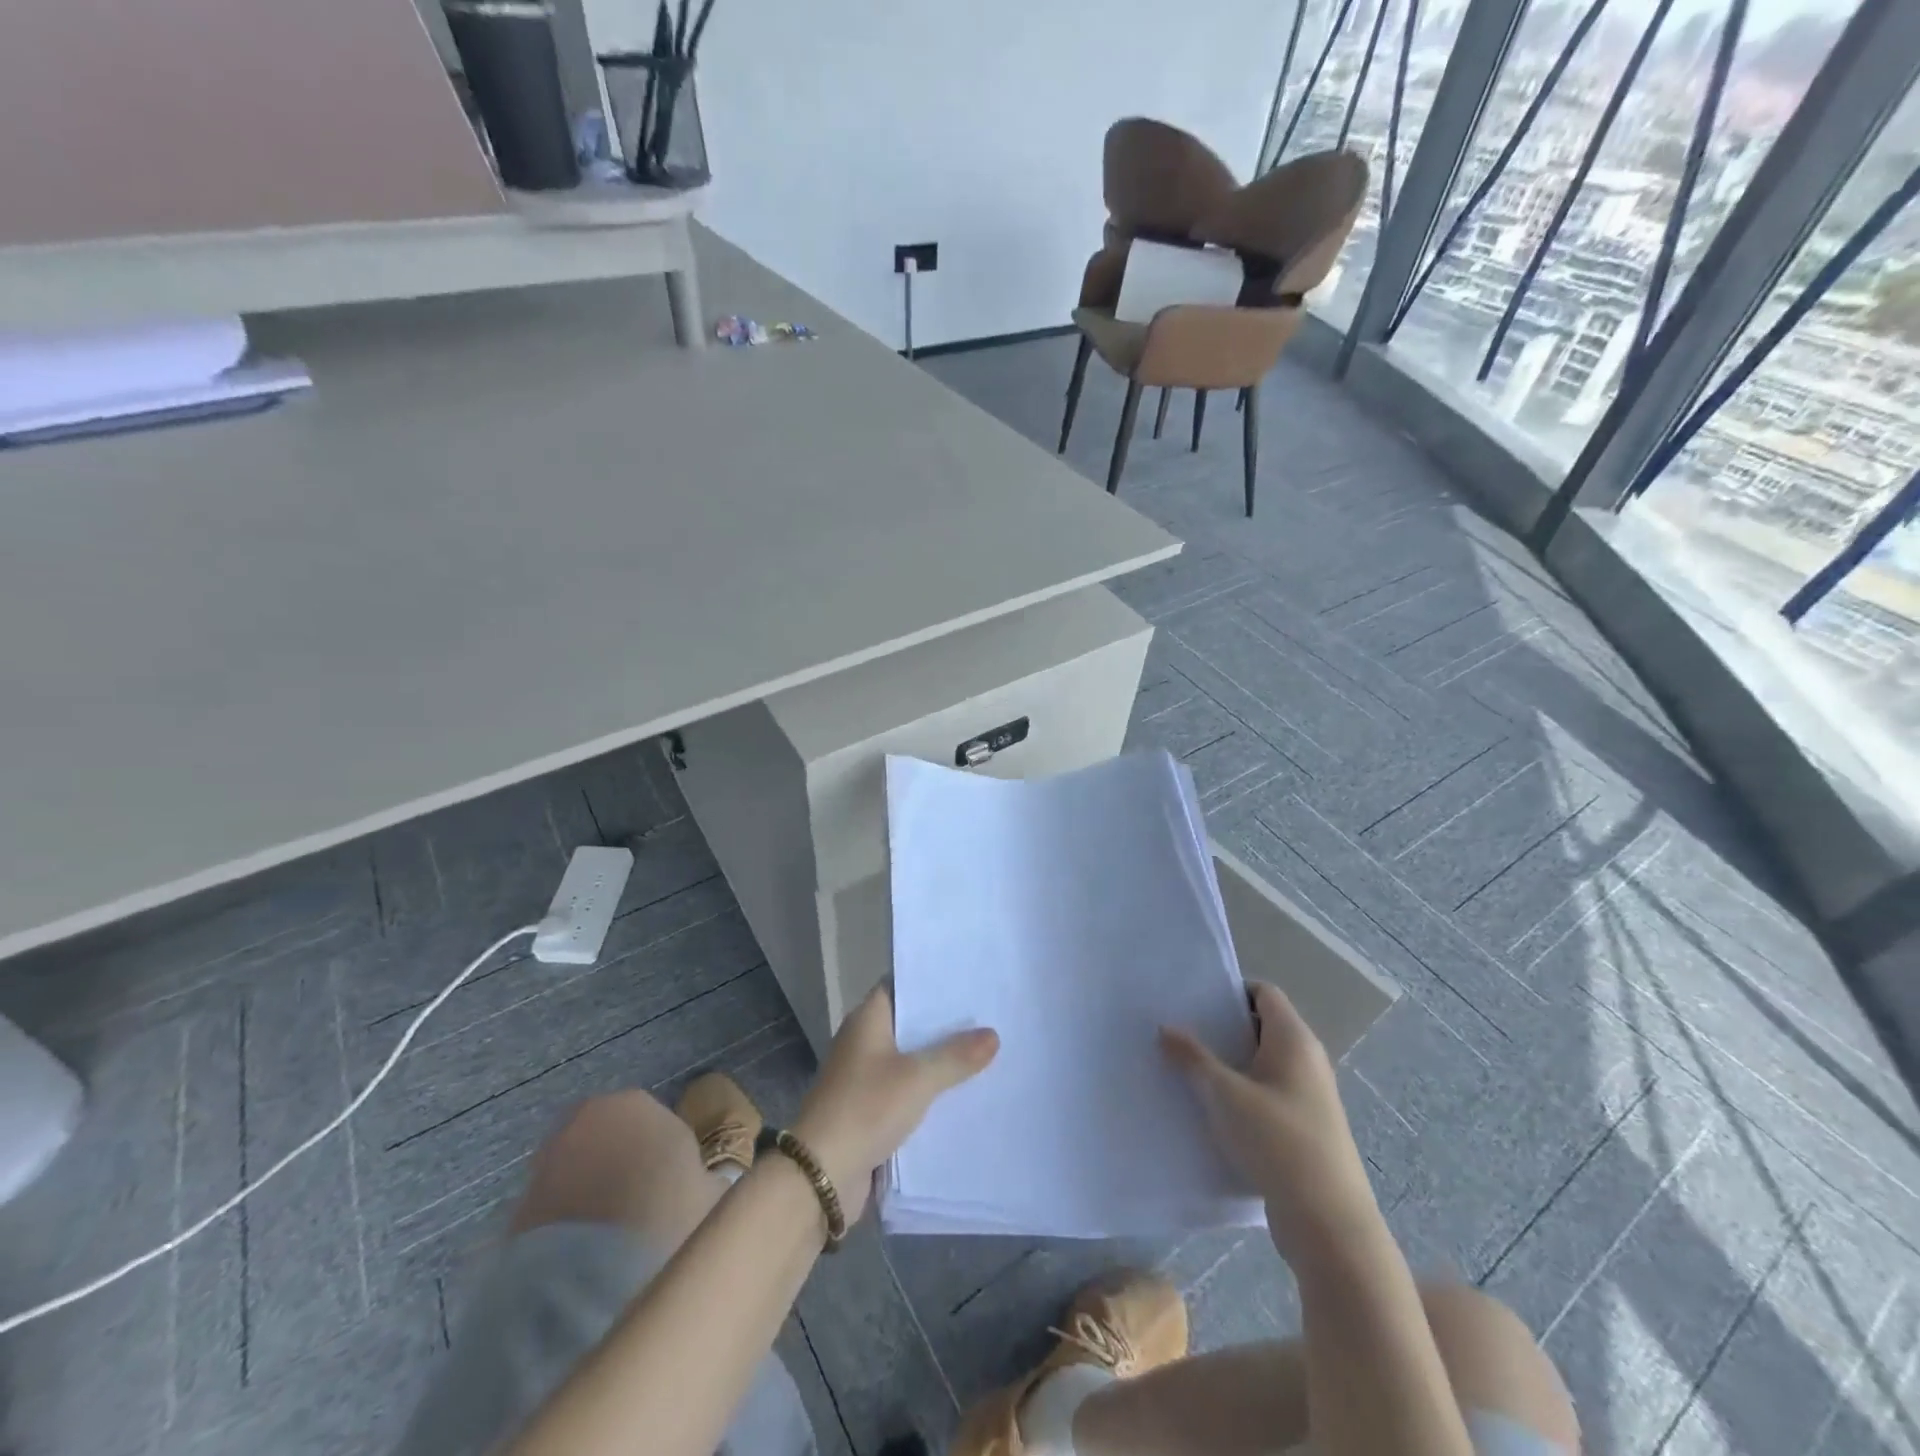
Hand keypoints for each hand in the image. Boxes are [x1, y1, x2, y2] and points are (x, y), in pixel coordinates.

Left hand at [792, 985, 997, 1224]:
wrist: (820, 1175)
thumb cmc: (866, 1108)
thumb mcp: (918, 1078)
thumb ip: (956, 1056)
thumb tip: (993, 1034)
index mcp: (868, 1020)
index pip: (901, 984)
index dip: (932, 981)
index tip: (968, 979)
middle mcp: (864, 1041)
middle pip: (910, 1023)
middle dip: (945, 1023)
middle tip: (989, 1015)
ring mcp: (865, 1076)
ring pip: (911, 1059)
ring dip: (940, 1060)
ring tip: (987, 1051)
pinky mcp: (870, 1109)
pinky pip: (907, 1090)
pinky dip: (930, 1090)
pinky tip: (964, 1093)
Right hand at [1161, 981, 1378, 1262]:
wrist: (1329, 1225)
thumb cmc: (1278, 1142)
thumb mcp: (1225, 1094)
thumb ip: (1193, 1057)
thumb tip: (1166, 1028)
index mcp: (1295, 1040)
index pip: (1264, 993)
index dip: (1231, 991)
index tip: (1193, 999)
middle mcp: (1306, 1061)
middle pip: (1261, 1027)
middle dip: (1221, 1028)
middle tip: (1179, 1030)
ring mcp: (1307, 1097)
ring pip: (1260, 1064)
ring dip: (1226, 1064)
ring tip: (1184, 1067)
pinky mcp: (1303, 1129)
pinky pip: (1265, 1095)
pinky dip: (1239, 1093)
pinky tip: (1207, 1107)